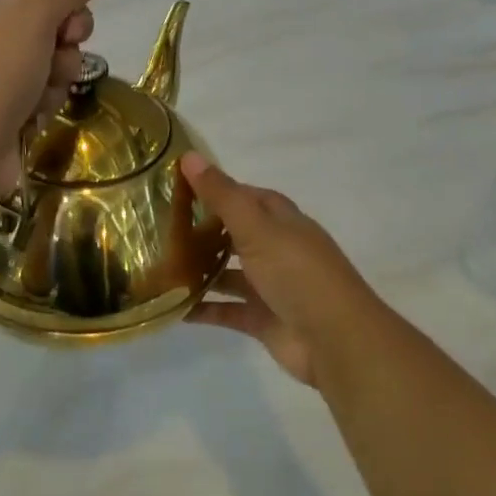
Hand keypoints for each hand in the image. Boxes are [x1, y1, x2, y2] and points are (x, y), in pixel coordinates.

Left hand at [0, 0, 109, 194]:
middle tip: (52, 67)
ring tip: (35, 101)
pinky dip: (41, 109)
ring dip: (54, 85)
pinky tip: (29, 120)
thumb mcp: (34, 16)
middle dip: (63, 54)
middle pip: (52, 33)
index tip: (72, 33)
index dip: (68, 13)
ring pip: (50, 70)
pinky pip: (39, 99)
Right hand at [183, 153, 384, 388]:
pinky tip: (173, 307)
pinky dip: (203, 308)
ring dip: (201, 270)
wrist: (335, 340)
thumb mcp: (257, 228)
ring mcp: (271, 287)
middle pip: (237, 234)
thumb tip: (189, 155)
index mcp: (283, 222)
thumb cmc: (297, 273)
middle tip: (162, 228)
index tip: (181, 188)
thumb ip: (222, 196)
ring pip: (230, 274)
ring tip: (160, 266)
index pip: (248, 197)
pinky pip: (227, 310)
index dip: (219, 190)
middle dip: (204, 232)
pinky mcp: (263, 319)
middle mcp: (278, 250)